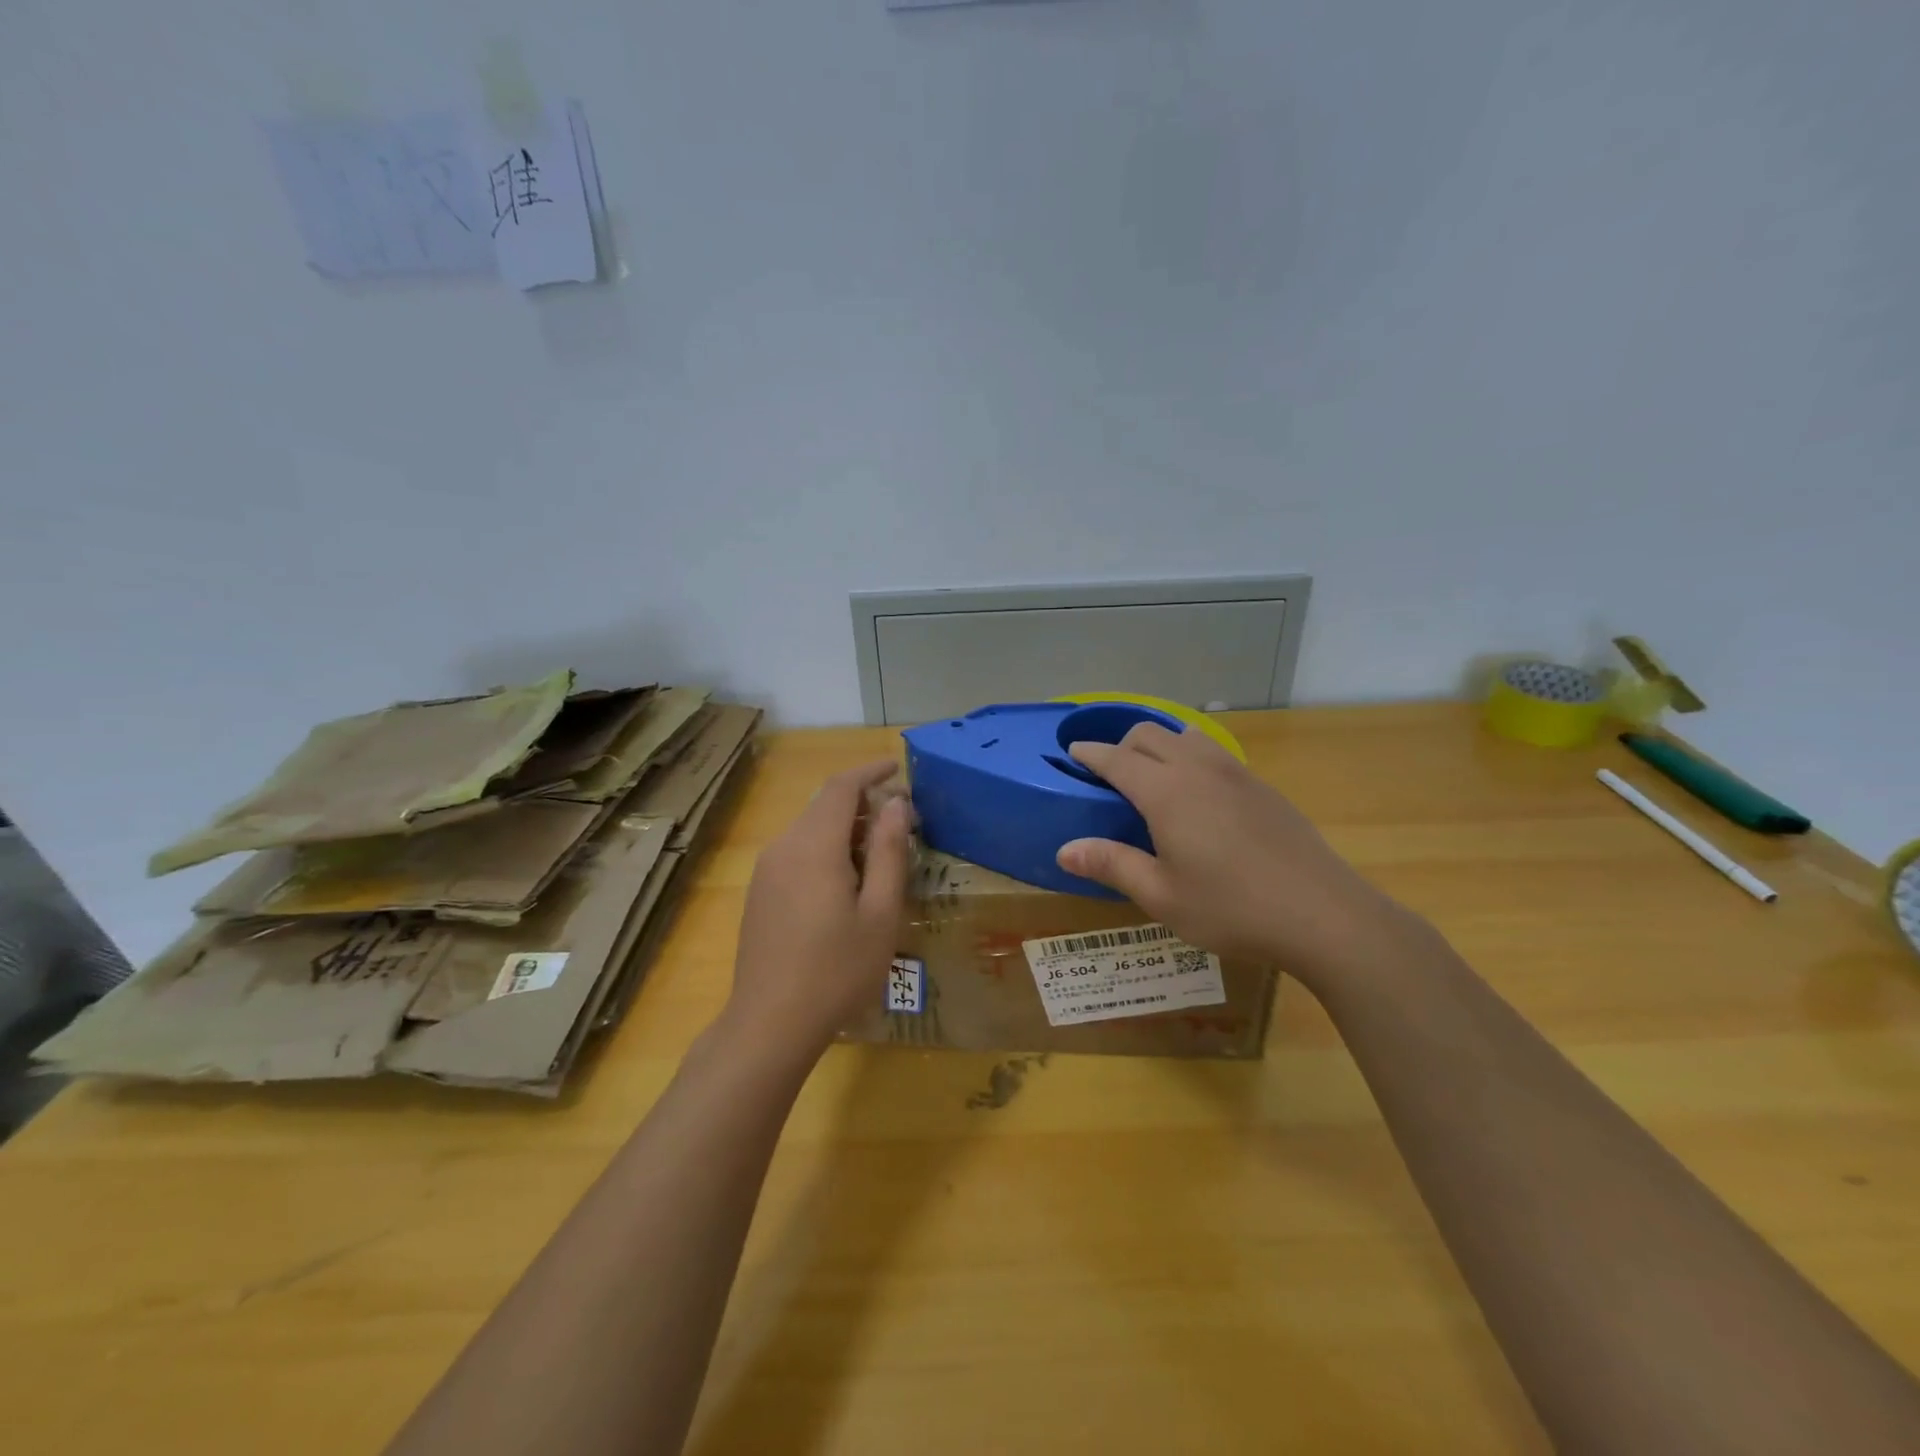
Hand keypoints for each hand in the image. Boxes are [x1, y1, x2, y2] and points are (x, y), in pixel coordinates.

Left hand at [723, 760, 912, 1061]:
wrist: (770, 1024)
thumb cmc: (837, 970)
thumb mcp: (879, 913)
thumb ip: (889, 852)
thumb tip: (896, 804)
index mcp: (814, 846)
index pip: (842, 787)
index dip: (871, 771)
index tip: (899, 768)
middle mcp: (784, 847)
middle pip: (824, 805)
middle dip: (863, 802)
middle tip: (902, 820)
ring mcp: (766, 870)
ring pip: (810, 829)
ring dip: (846, 828)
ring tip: (881, 853)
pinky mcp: (760, 892)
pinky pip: (798, 852)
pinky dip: (827, 848)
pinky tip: (847, 881)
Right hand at [1056, 724, 1412, 987]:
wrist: (1323, 913)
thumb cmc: (1231, 908)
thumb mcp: (1161, 896)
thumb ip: (1111, 865)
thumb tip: (1064, 850)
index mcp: (1166, 793)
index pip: (1116, 759)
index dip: (1090, 753)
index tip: (1072, 752)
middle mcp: (1198, 770)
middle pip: (1150, 735)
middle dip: (1122, 745)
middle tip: (1109, 777)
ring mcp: (1235, 774)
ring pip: (1185, 737)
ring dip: (1160, 747)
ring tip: (1153, 780)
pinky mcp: (1262, 787)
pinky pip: (1214, 754)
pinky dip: (1190, 759)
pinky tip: (1199, 798)